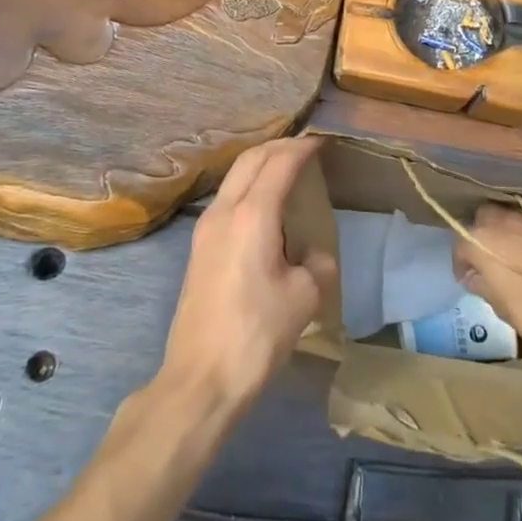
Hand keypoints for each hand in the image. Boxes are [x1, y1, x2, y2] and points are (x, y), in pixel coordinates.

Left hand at [156, 136, 337, 418]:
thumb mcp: (304, 298)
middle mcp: (224, 211)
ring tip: (287, 170)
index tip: (322, 141)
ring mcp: (205, 228)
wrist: (200, 379)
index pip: (279, 163)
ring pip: (234, 177)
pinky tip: (266, 205)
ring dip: (260, 164)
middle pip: (250, 159)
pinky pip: (227, 198)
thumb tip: (310, 252)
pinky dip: (249, 186)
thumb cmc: (257, 335)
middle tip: (306, 147)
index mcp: (253, 215)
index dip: (303, 148)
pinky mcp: (199, 248)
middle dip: (279, 146)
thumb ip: (316, 262)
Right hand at [454, 203, 521, 344]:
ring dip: (511, 231)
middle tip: (491, 255)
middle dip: (485, 232)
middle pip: (485, 217)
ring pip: (513, 216)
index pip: (460, 244)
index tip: (468, 277)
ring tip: (518, 252)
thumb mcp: (499, 305)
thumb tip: (474, 277)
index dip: (462, 263)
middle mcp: (503, 221)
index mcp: (481, 240)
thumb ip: (482, 285)